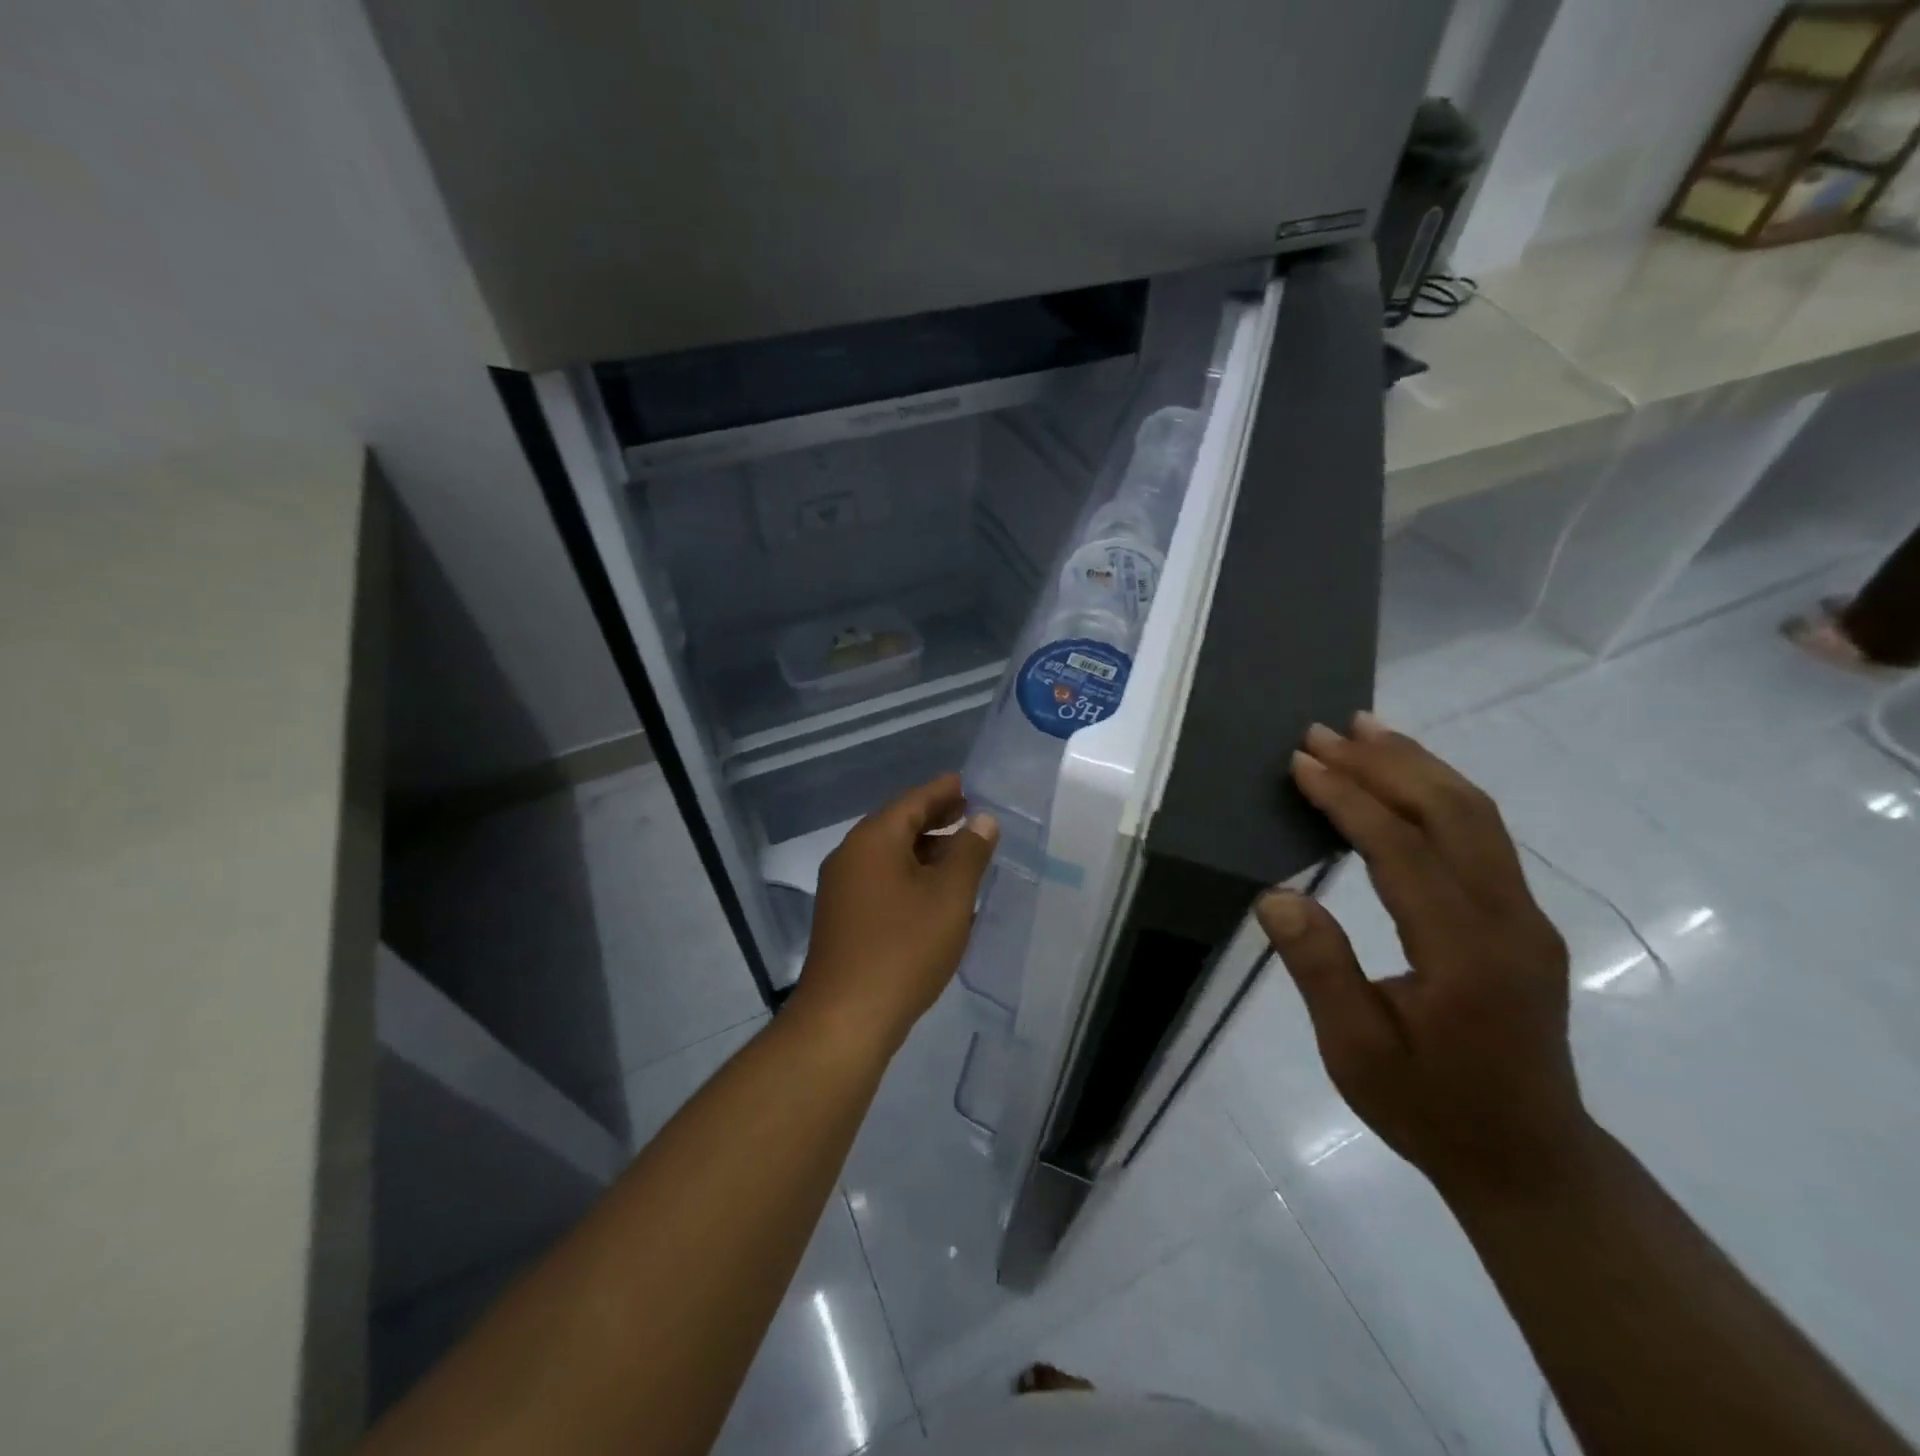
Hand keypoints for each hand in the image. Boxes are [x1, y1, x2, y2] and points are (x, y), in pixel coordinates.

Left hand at [793, 773, 998, 1051]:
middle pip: (897, 825)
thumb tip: (982, 820)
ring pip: (888, 855)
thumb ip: (969, 853)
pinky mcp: (842, 918)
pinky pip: (880, 880)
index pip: (912, 801)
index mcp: (873, 840)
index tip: (964, 782)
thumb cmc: (904, 948)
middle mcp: (851, 856)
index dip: (941, 791)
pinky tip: (933, 891)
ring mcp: (841, 889)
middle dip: (933, 817)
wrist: (846, 1017)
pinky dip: (909, 874)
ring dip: (923, 848)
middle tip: (966, 811)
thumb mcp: (949, 896)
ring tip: (958, 850)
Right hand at [1256, 713, 1593, 1199]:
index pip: (1403, 851)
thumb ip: (1320, 970)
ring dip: (1418, 766)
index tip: (1302, 762)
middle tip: (1326, 730)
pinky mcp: (1523, 921)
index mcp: (1466, 954)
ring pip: (1477, 816)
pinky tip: (1406, 780)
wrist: (1529, 1159)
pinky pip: (1483, 835)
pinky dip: (1439, 793)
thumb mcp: (1357, 1052)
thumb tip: (1277, 896)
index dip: (1349, 799)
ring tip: (1365, 730)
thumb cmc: (1430, 1108)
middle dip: (1386, 763)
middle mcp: (1510, 921)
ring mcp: (1526, 918)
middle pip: (1454, 813)